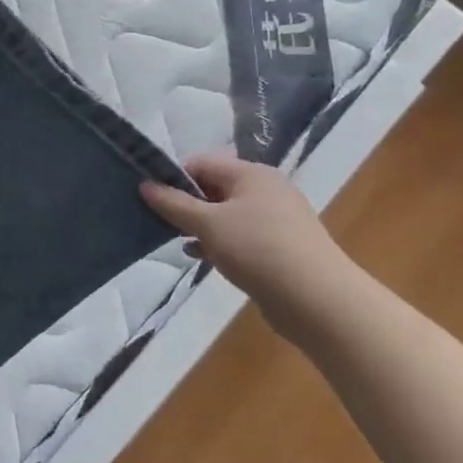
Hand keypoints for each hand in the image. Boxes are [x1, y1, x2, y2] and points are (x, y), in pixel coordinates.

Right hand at [140, 152, 359, 328]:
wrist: (317, 299)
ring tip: (179, 242)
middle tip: (162, 223)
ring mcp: (277, 219)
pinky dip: (220, 243)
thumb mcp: (207, 224)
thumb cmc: (257, 249)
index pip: (201, 163)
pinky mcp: (281, 246)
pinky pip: (241, 236)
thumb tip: (145, 184)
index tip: (152, 200)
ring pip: (227, 214)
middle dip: (187, 204)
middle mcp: (266, 189)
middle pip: (214, 188)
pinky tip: (204, 258)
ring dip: (202, 226)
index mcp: (251, 173)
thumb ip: (174, 204)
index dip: (174, 178)